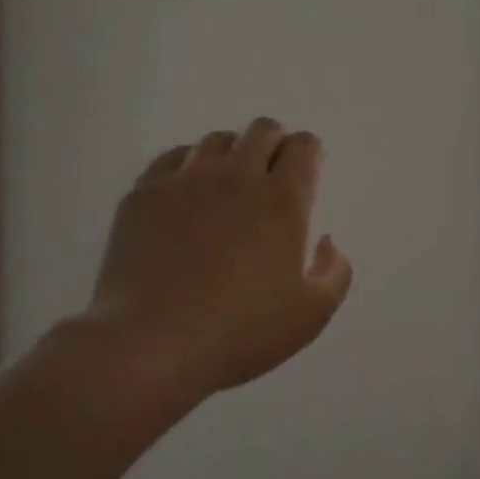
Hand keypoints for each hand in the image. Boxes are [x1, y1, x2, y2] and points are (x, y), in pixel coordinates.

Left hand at [82, 118, 353, 401]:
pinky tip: (186, 193)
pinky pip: (173, 157)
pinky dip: (188, 166)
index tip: (305, 174)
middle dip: (274, 144)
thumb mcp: (310, 316)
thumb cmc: (239, 334)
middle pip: (263, 130)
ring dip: (232, 154)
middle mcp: (237, 176)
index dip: (309, 153)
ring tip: (226, 185)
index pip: (304, 145)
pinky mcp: (145, 194)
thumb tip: (327, 242)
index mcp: (282, 200)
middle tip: (270, 177)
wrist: (149, 347)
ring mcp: (187, 181)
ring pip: (217, 140)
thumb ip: (334, 273)